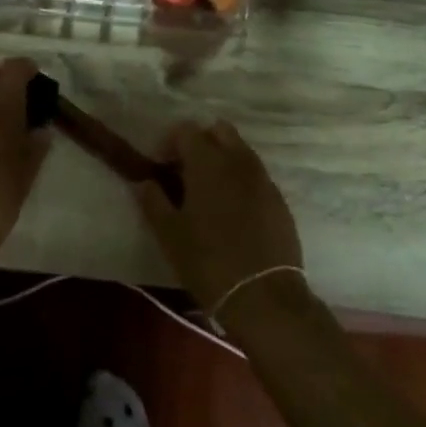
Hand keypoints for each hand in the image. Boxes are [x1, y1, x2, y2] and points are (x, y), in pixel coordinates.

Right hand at [134, 120, 306, 325]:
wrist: (264, 297)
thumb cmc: (208, 261)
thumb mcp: (169, 233)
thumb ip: (153, 201)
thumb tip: (146, 182)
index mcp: (209, 163)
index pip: (186, 130)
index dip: (169, 143)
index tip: (160, 166)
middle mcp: (239, 162)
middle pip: (219, 131)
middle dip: (200, 142)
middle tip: (184, 171)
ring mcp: (264, 180)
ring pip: (241, 151)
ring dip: (222, 160)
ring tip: (207, 192)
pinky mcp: (280, 201)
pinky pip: (256, 176)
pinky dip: (240, 181)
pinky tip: (231, 211)